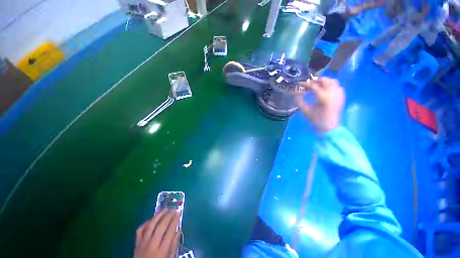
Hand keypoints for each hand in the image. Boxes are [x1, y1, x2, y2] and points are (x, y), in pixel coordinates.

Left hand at [134, 209, 179, 257]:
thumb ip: (173, 247)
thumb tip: (178, 231)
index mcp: (161, 252)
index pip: (169, 232)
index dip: (175, 221)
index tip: (178, 213)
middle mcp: (151, 246)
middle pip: (160, 227)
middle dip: (168, 216)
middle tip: (173, 209)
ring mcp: (142, 244)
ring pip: (150, 226)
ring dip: (158, 215)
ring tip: (165, 209)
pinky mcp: (136, 244)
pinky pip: (140, 230)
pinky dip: (145, 223)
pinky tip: (151, 220)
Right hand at [296, 77, 344, 131]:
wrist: (329, 127)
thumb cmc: (315, 119)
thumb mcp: (304, 110)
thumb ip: (299, 100)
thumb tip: (297, 92)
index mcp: (323, 97)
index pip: (313, 86)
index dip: (305, 84)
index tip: (299, 84)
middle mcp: (333, 93)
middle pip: (325, 80)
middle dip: (315, 81)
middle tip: (308, 84)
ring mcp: (339, 94)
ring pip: (332, 81)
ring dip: (323, 82)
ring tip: (316, 86)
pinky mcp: (341, 96)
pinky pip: (337, 86)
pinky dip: (330, 85)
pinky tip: (324, 90)